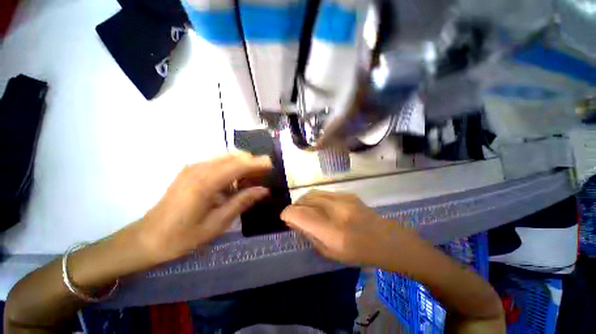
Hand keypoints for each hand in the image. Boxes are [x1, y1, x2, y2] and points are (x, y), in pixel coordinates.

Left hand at [127, 153, 271, 264]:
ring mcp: (193, 168)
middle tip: (263, 176)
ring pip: (226, 157)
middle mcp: (199, 169)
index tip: (272, 165)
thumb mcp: (217, 223)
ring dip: (242, 165)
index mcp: (205, 182)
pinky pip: (218, 163)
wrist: (146, 238)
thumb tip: (263, 190)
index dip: (258, 163)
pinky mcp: (190, 171)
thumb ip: (242, 202)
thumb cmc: (182, 237)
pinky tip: (233, 184)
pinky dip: (231, 168)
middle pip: (234, 156)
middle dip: (252, 162)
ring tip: (251, 180)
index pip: (239, 164)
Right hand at [281, 190, 414, 265]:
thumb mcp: (330, 252)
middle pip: (305, 200)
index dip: (288, 214)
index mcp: (332, 231)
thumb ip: (309, 234)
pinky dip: (315, 198)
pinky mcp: (347, 193)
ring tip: (304, 209)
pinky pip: (323, 193)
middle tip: (294, 214)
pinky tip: (318, 206)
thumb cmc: (359, 253)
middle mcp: (337, 210)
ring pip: (312, 193)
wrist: (388, 240)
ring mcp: (343, 198)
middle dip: (295, 206)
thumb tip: (294, 220)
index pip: (300, 214)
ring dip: (304, 200)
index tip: (285, 217)